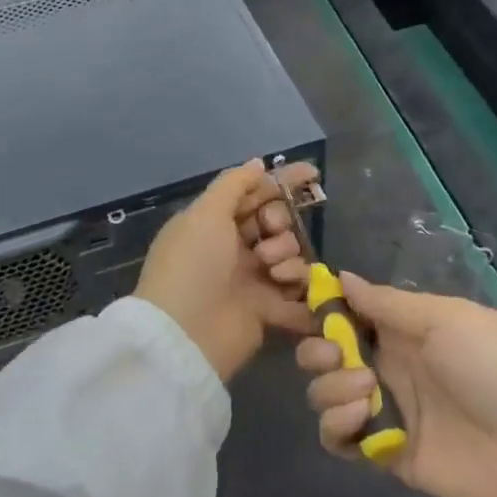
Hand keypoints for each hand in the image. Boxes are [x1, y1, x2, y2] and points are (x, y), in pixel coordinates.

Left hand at [135, 159, 319, 381]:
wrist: (185, 334)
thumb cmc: (192, 264)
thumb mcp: (205, 213)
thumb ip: (234, 184)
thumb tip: (257, 163)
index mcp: (214, 221)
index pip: (253, 193)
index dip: (281, 182)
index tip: (311, 174)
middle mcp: (233, 247)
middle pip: (275, 222)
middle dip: (279, 221)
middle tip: (269, 231)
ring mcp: (250, 280)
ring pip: (288, 254)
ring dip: (286, 255)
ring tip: (271, 269)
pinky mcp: (265, 311)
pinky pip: (296, 294)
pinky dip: (300, 291)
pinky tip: (291, 288)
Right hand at [296, 273, 496, 496]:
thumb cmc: (496, 368)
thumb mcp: (445, 319)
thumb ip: (386, 303)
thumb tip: (341, 276)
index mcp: (404, 328)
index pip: (348, 312)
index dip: (324, 308)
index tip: (310, 305)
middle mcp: (388, 364)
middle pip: (327, 353)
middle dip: (318, 350)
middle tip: (337, 356)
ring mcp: (386, 410)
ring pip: (326, 393)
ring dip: (330, 388)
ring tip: (364, 392)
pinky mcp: (385, 452)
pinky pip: (338, 438)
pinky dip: (336, 426)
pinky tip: (358, 420)